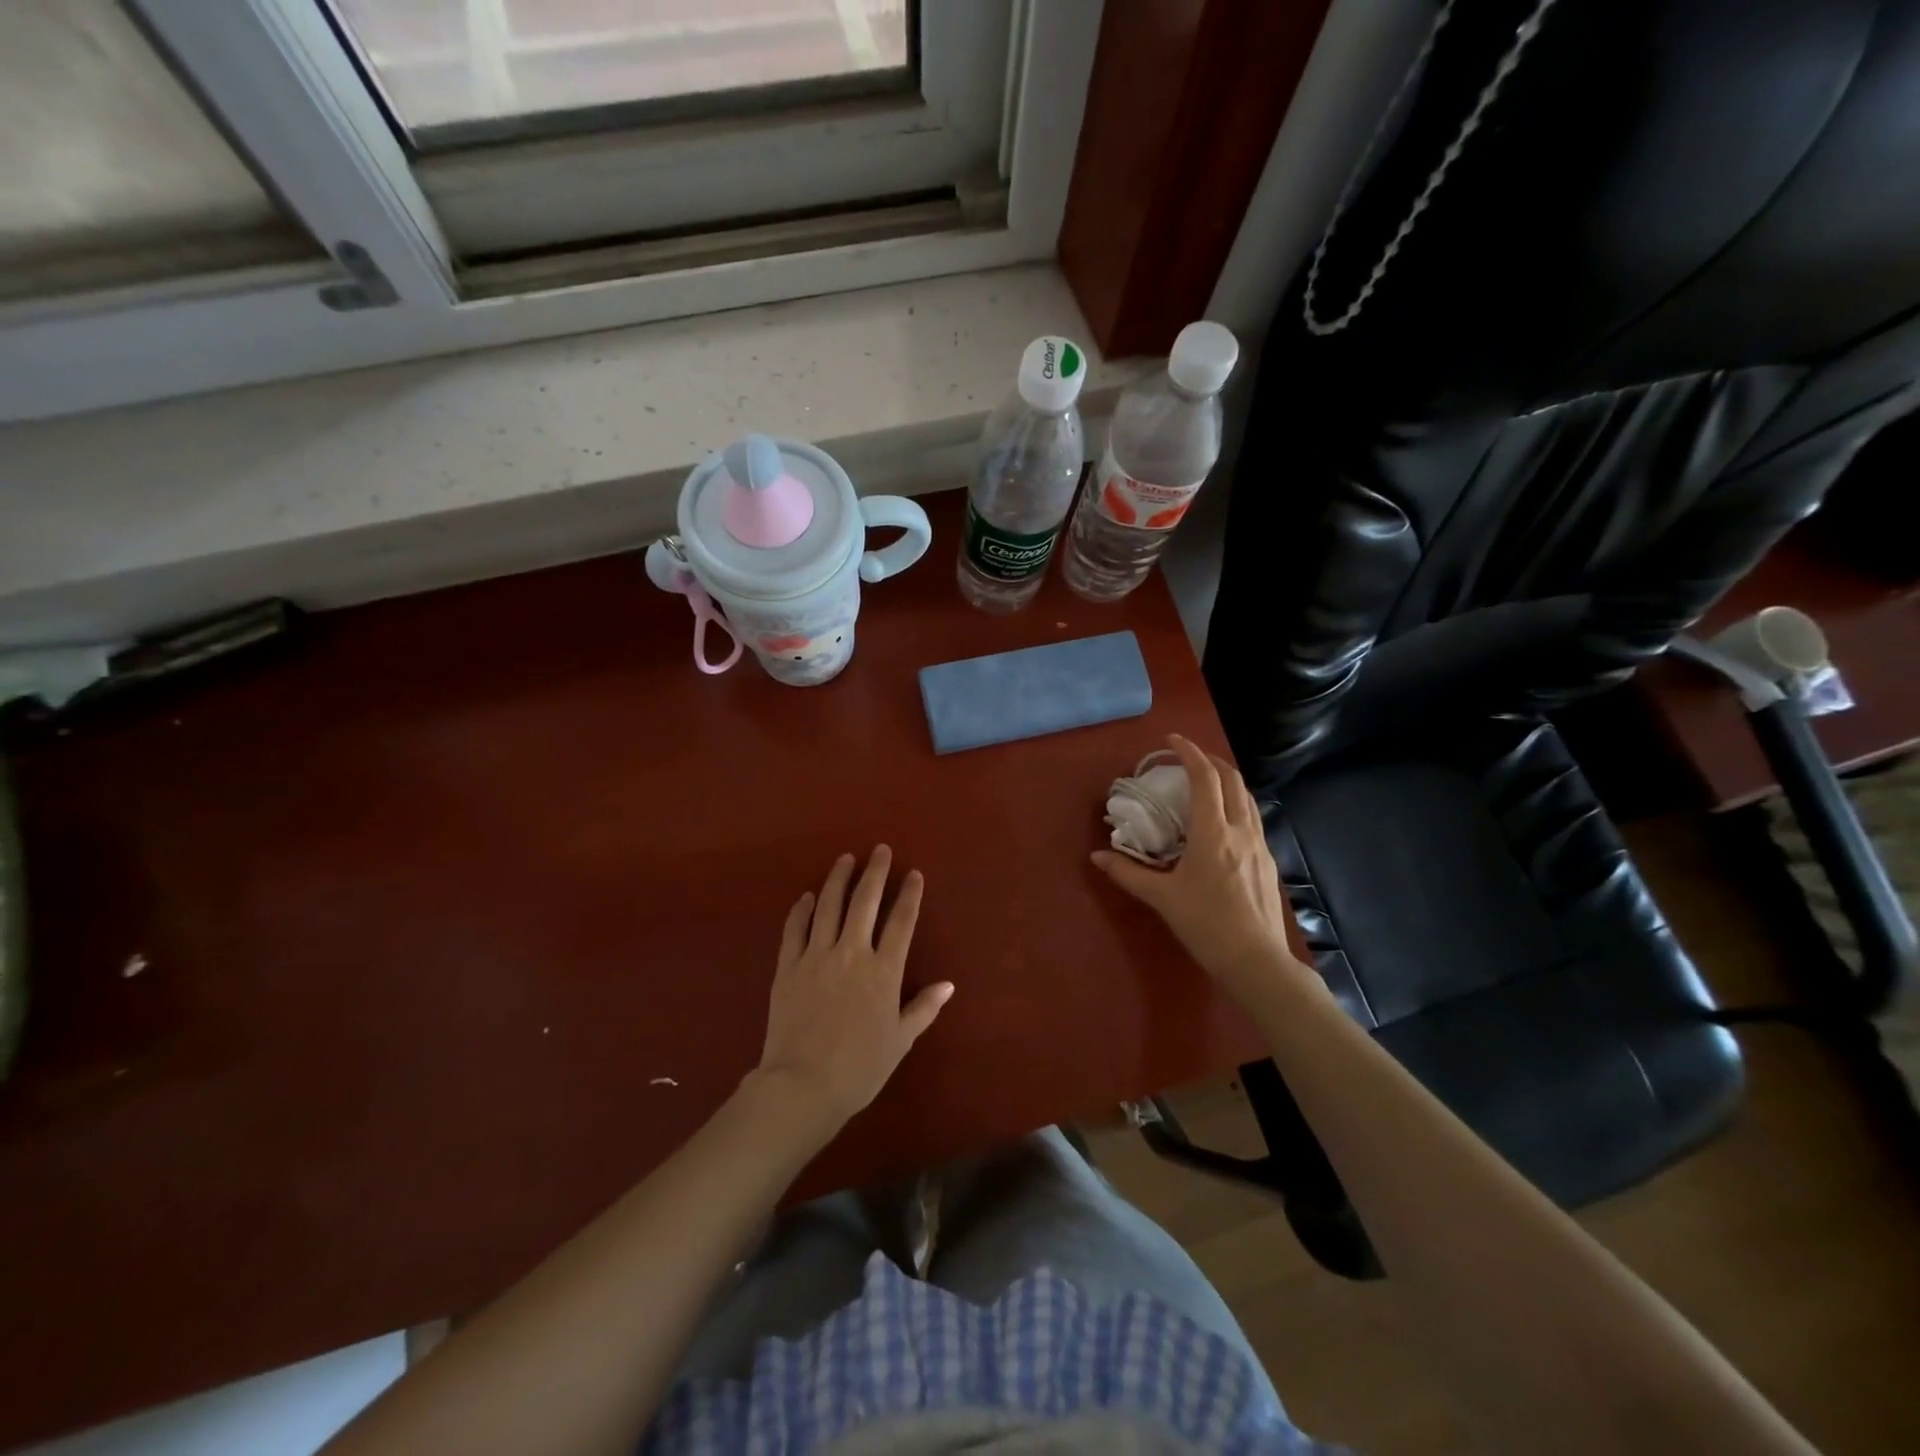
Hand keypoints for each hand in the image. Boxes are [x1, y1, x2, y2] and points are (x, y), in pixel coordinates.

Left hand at [753, 847, 952, 1131]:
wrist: (803, 1086)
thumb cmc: (859, 1069)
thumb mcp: (900, 1041)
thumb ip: (923, 1008)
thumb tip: (948, 985)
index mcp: (883, 971)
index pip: (901, 922)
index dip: (909, 895)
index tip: (913, 874)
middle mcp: (852, 954)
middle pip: (865, 903)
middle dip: (875, 873)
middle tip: (879, 850)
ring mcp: (816, 957)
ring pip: (828, 906)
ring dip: (838, 879)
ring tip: (845, 859)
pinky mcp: (787, 967)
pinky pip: (795, 929)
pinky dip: (802, 910)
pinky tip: (807, 897)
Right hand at [1092, 735, 1311, 999]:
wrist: (1256, 961)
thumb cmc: (1206, 925)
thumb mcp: (1162, 898)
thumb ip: (1128, 873)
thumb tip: (1097, 856)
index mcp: (1214, 832)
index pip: (1205, 778)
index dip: (1189, 753)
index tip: (1171, 740)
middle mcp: (1240, 830)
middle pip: (1232, 780)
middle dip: (1210, 761)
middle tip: (1187, 758)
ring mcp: (1259, 844)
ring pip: (1247, 797)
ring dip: (1227, 780)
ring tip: (1206, 782)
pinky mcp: (1267, 861)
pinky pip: (1253, 817)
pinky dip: (1236, 803)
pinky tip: (1223, 821)